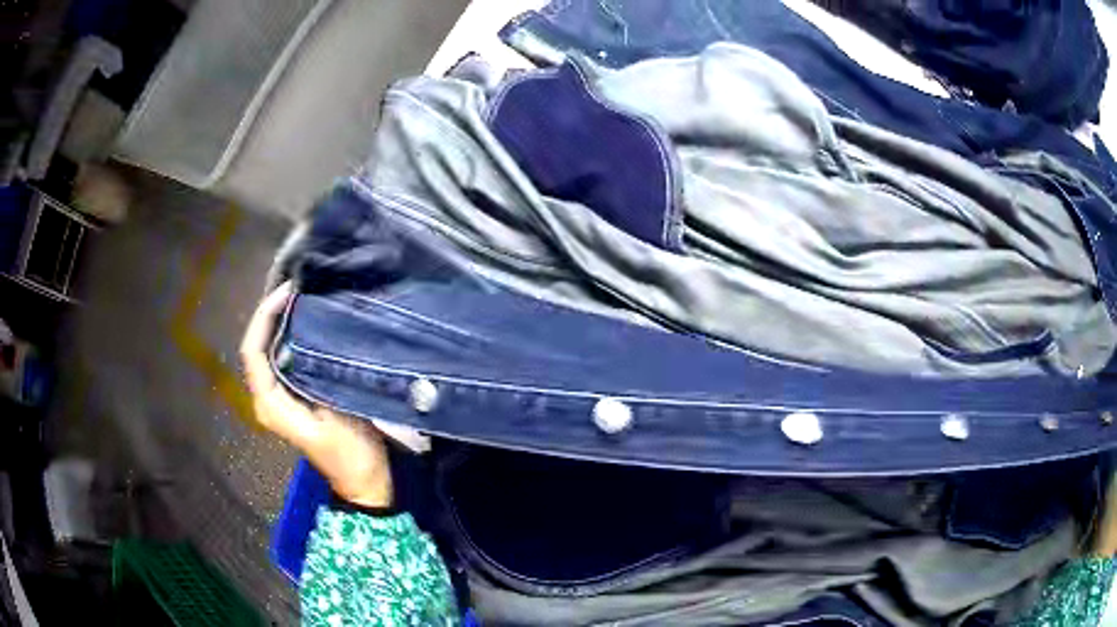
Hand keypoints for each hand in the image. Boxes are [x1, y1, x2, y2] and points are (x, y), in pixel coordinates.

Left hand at [240, 283, 393, 508]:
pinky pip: (283, 360)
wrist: (365, 483)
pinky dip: (291, 338)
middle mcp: (267, 400)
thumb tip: (309, 331)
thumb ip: (316, 375)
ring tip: (302, 297)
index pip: (253, 352)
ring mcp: (279, 400)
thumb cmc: (352, 454)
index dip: (264, 317)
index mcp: (271, 405)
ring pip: (269, 352)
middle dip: (271, 314)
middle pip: (257, 348)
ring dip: (280, 323)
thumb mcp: (337, 414)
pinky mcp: (293, 398)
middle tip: (297, 286)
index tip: (288, 292)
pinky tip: (309, 323)